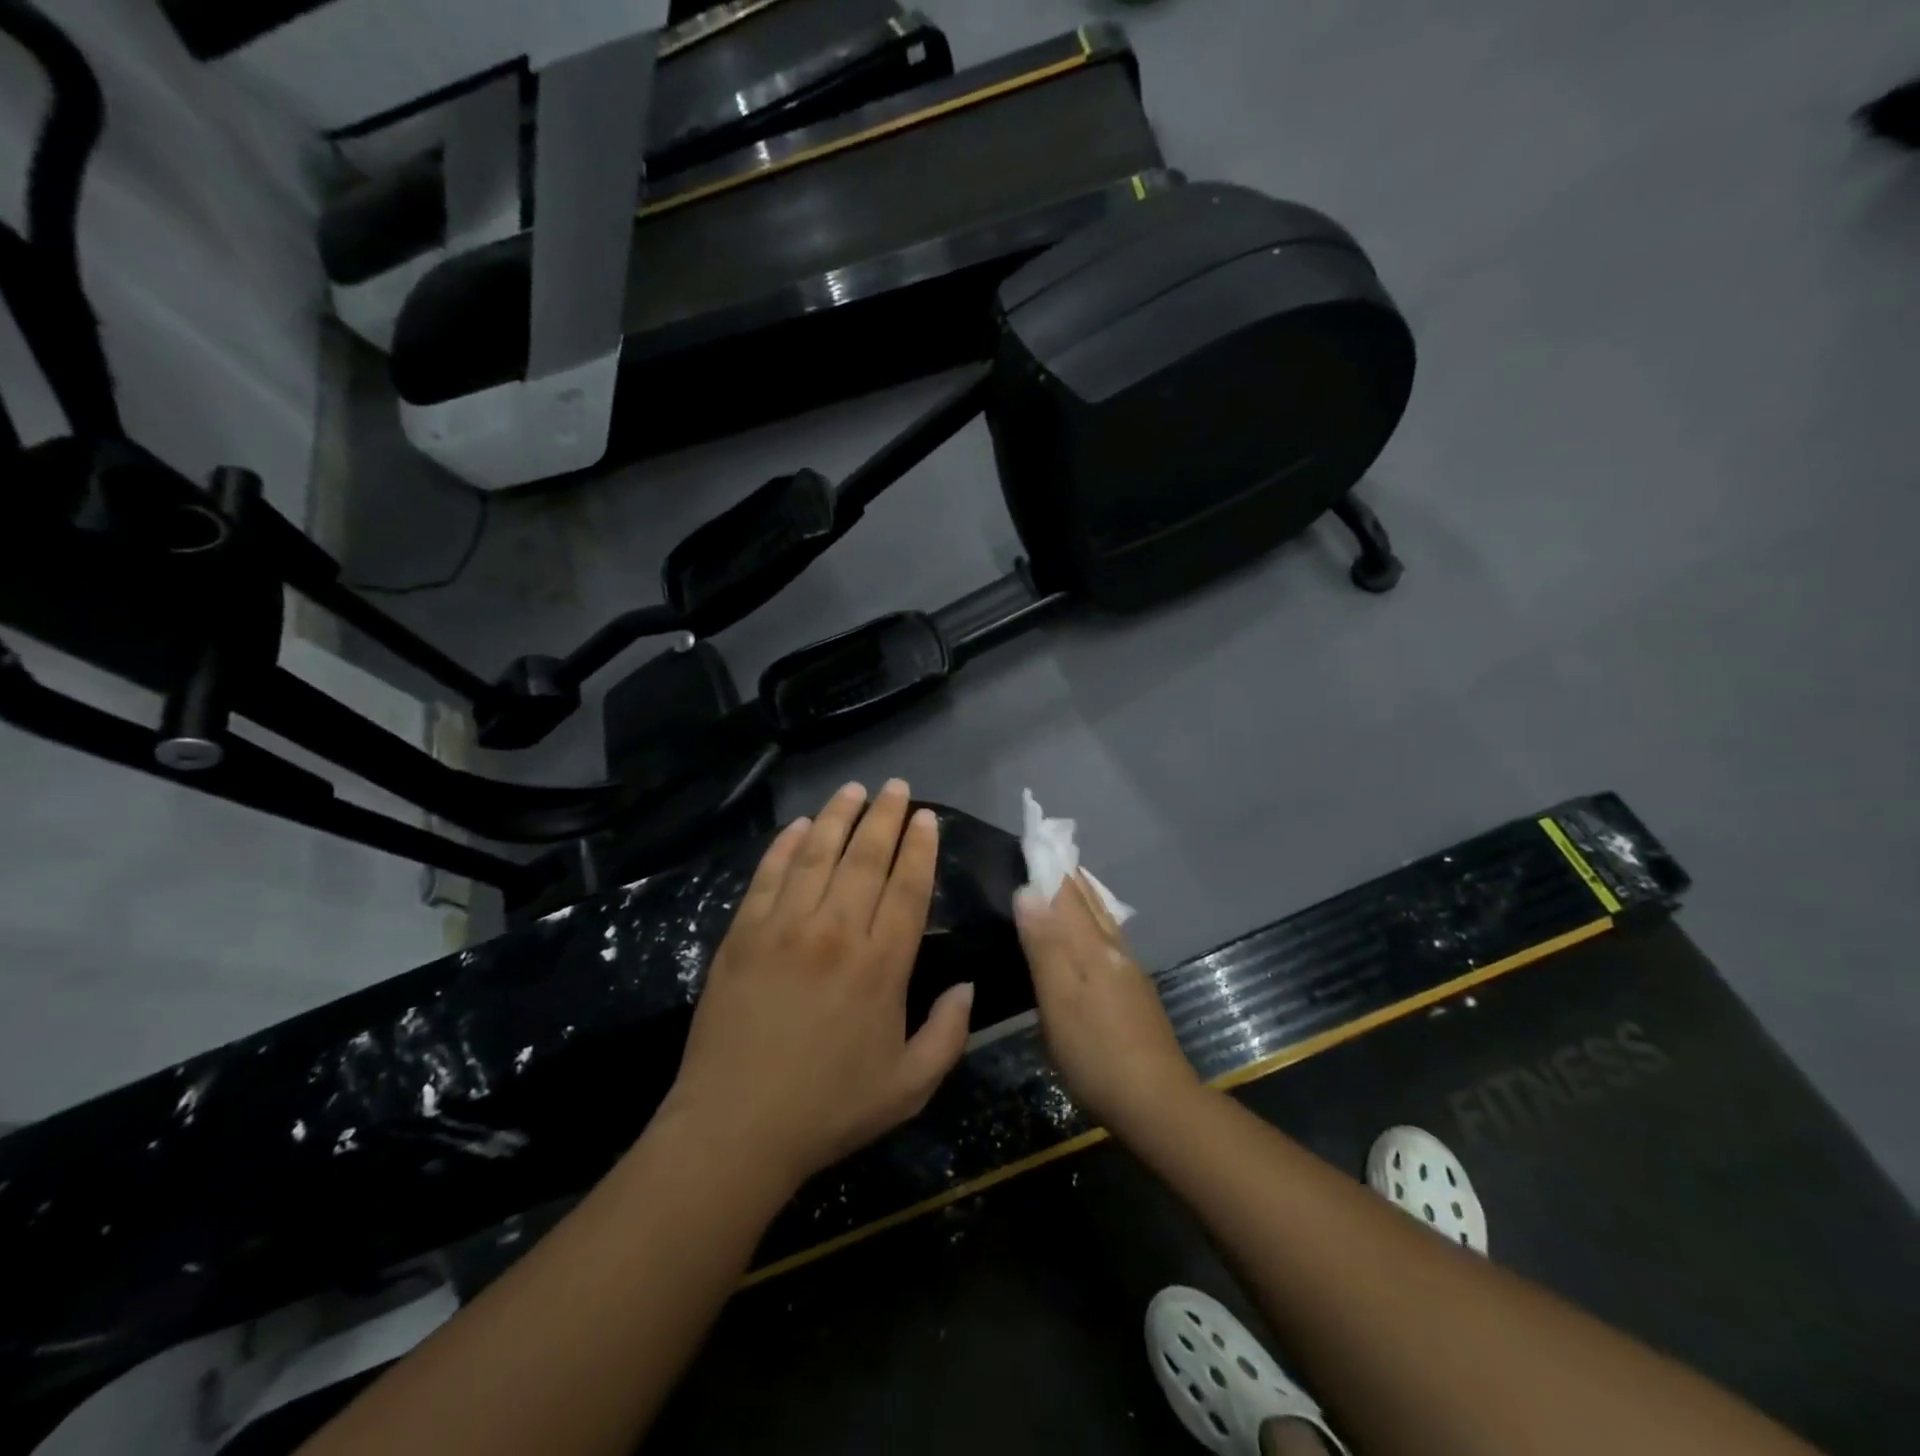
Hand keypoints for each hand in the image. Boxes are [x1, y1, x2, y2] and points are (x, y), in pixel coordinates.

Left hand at [662, 780, 974, 1191]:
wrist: (734, 1129)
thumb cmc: (828, 1110)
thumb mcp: (909, 1087)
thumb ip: (948, 1034)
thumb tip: (968, 986)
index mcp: (880, 966)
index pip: (907, 888)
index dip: (919, 848)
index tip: (925, 817)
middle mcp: (835, 932)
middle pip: (865, 859)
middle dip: (884, 817)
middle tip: (896, 786)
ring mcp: (783, 928)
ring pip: (817, 855)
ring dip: (838, 817)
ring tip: (854, 789)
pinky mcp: (742, 934)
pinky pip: (768, 876)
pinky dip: (785, 846)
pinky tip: (799, 826)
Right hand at [1015, 875, 1201, 1136]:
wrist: (1156, 1103)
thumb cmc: (1097, 1052)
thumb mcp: (1060, 1000)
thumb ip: (1045, 945)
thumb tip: (1027, 890)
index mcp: (1092, 946)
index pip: (1067, 893)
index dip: (1049, 866)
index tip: (1033, 836)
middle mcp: (1113, 949)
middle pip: (1089, 901)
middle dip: (1067, 875)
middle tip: (1046, 850)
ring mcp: (1127, 972)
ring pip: (1102, 919)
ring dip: (1082, 896)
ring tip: (1065, 880)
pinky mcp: (1132, 994)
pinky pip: (1106, 939)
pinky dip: (1092, 921)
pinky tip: (1088, 934)